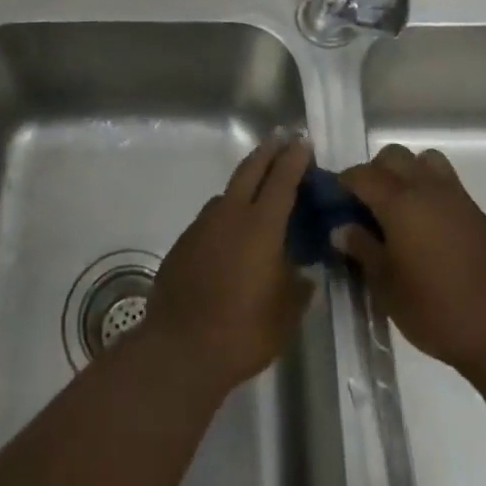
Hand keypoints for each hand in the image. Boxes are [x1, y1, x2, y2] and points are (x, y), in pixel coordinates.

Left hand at [142, 136, 314, 394]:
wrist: (181, 346)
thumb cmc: (243, 330)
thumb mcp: (285, 315)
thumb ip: (298, 288)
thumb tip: (304, 275)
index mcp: (261, 226)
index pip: (281, 181)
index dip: (294, 160)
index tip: (302, 143)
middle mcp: (230, 215)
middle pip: (250, 170)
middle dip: (267, 152)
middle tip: (280, 139)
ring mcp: (203, 225)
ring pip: (227, 193)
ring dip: (245, 184)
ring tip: (258, 189)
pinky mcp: (184, 242)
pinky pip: (211, 218)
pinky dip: (226, 214)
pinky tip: (231, 233)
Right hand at [338, 144, 485, 379]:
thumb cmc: (436, 310)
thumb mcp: (386, 286)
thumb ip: (362, 249)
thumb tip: (341, 227)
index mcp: (399, 202)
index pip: (361, 174)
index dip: (343, 184)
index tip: (334, 203)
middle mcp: (426, 188)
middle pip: (393, 156)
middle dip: (374, 172)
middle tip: (365, 205)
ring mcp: (455, 197)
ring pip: (423, 161)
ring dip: (406, 173)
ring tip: (399, 208)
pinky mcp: (476, 212)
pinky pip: (445, 181)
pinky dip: (429, 188)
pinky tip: (426, 225)